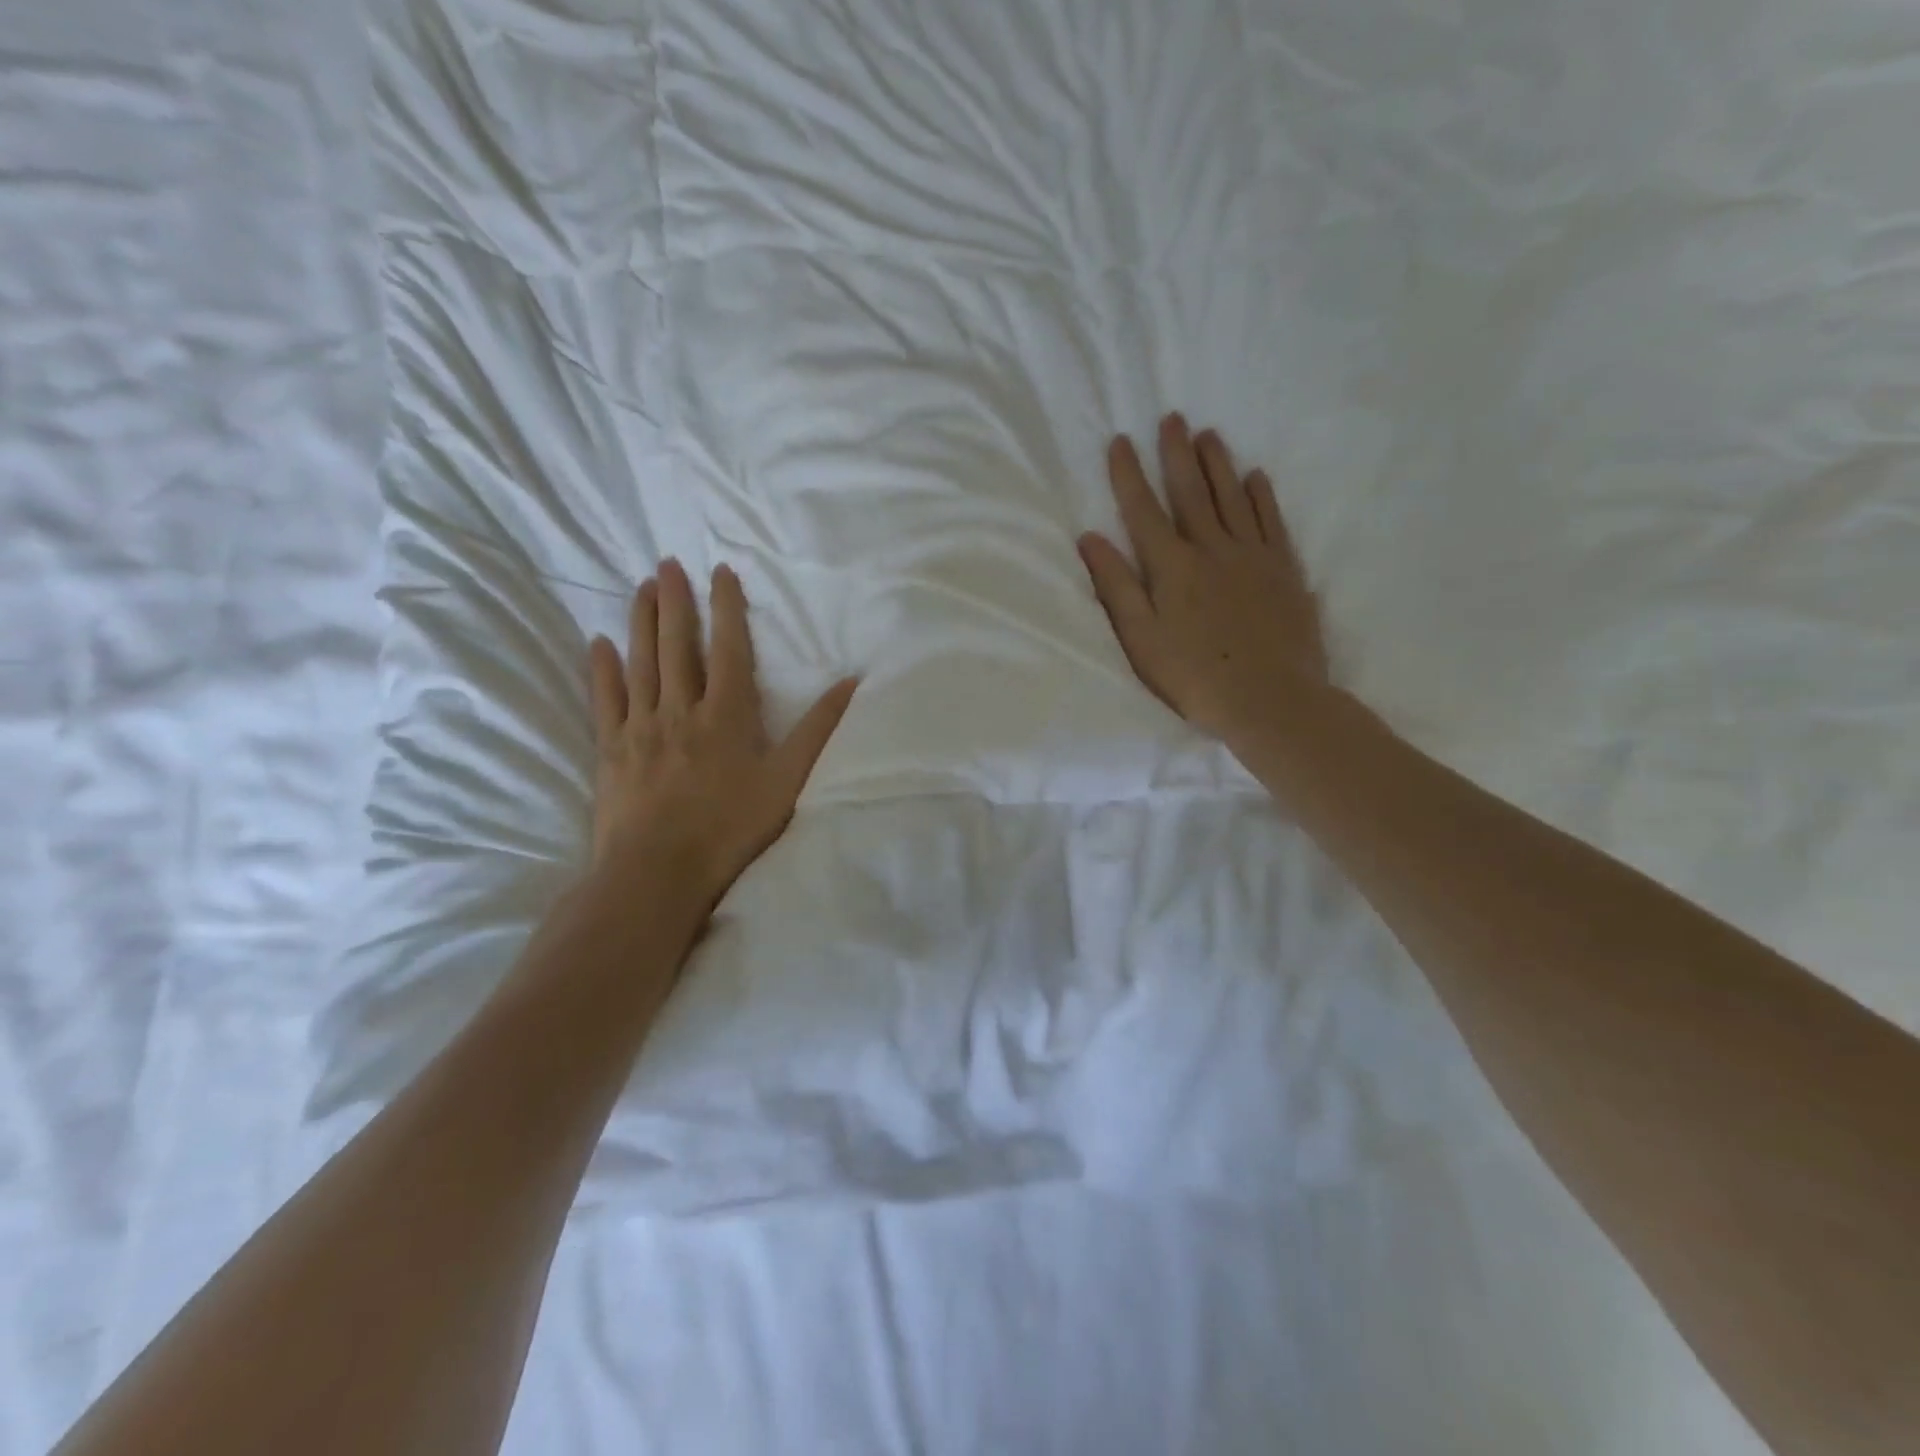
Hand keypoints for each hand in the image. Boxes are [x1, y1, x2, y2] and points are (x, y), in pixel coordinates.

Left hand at [586, 559, 856, 910]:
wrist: (659, 871)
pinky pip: (605, 699)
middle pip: (677, 645)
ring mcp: (641, 727)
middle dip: (675, 601)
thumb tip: (851, 682)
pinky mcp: (612, 749)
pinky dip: (602, 669)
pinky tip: (598, 643)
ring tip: (642, 588)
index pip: (728, 648)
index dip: (726, 607)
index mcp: (727, 714)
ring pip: (641, 663)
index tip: (720, 572)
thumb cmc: (731, 827)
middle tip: (667, 563)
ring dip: (642, 622)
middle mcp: (681, 709)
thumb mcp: (788, 780)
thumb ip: (818, 729)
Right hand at [1078, 414, 1329, 750]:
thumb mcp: (1140, 638)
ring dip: (1218, 463)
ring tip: (1209, 434)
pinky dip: (1261, 496)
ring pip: (1232, 497)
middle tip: (1172, 417)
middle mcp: (1212, 549)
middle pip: (1191, 491)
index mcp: (1171, 567)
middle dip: (1177, 453)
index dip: (1128, 474)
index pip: (1143, 510)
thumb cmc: (1194, 676)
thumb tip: (1090, 538)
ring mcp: (1252, 556)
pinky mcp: (1283, 570)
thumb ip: (1116, 586)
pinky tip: (1255, 477)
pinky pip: (1270, 521)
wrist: (1270, 699)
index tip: (1120, 441)